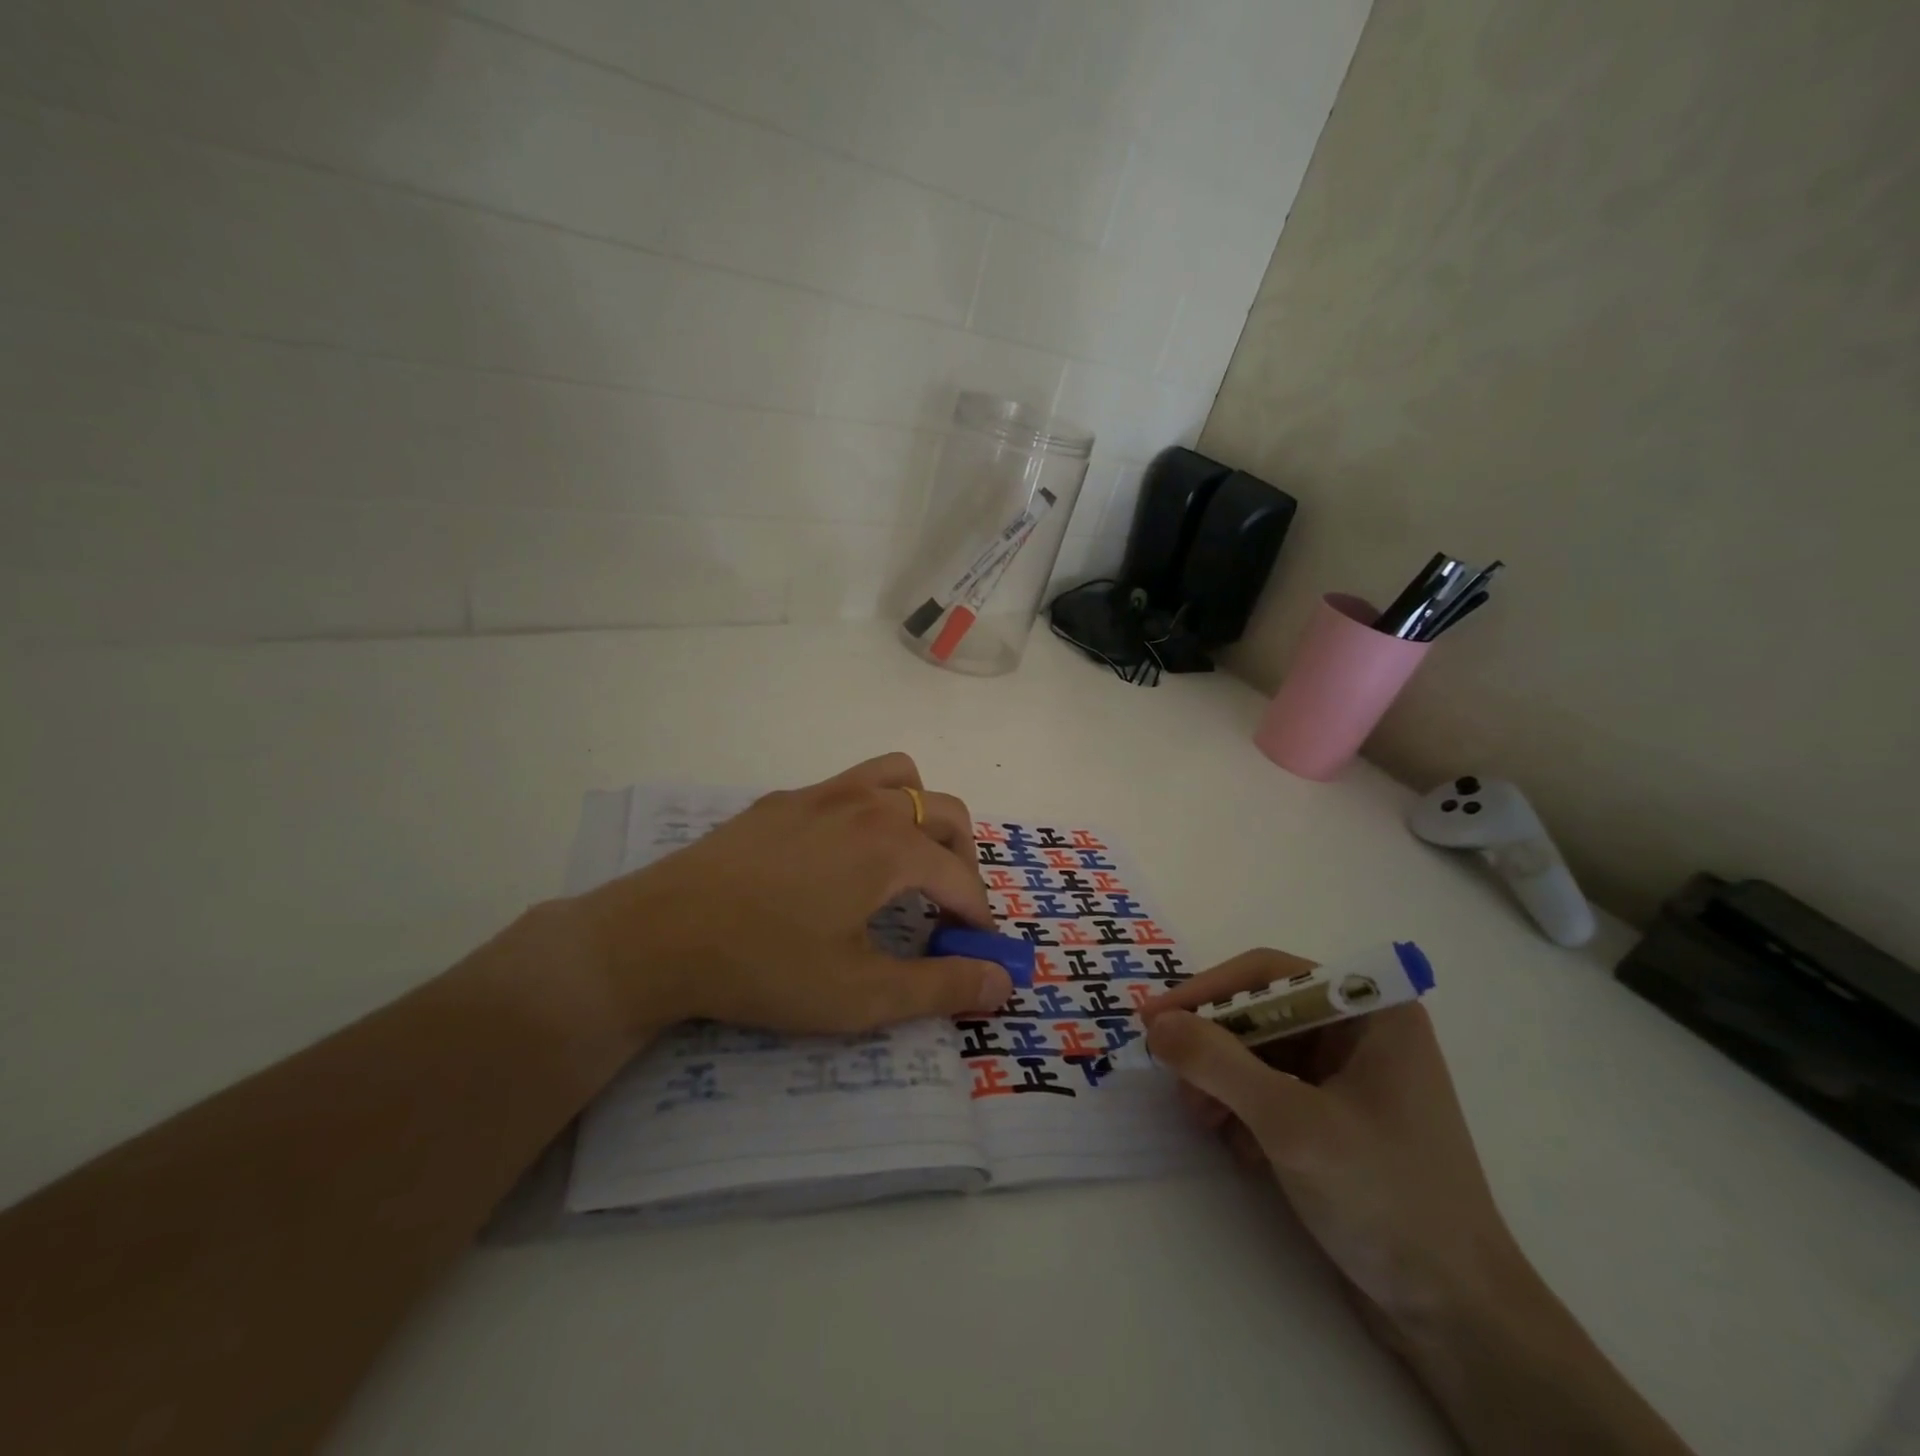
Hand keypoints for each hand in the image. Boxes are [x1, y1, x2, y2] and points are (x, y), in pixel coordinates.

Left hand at [572, 754, 1014, 1038]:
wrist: (658, 935)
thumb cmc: (765, 966)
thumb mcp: (861, 995)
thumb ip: (941, 987)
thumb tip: (1004, 981)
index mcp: (892, 846)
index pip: (962, 878)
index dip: (979, 917)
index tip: (979, 951)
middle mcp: (866, 804)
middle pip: (946, 812)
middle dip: (963, 859)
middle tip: (949, 908)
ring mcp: (820, 794)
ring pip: (900, 778)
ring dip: (923, 814)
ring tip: (909, 862)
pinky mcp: (782, 800)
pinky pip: (850, 785)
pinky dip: (873, 810)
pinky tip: (841, 858)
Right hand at [1140, 951, 1524, 1335]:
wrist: (1458, 1317)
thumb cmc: (1385, 1198)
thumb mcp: (1291, 1123)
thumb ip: (1218, 1063)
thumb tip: (1156, 1023)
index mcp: (1372, 1011)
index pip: (1268, 974)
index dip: (1206, 991)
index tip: (1154, 1018)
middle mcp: (1362, 1032)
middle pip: (1262, 1013)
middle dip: (1215, 1047)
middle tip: (1175, 1080)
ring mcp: (1352, 1076)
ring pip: (1261, 1054)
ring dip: (1224, 1084)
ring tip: (1204, 1121)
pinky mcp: (1340, 1118)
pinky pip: (1274, 1091)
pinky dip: (1247, 1112)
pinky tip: (1243, 1151)